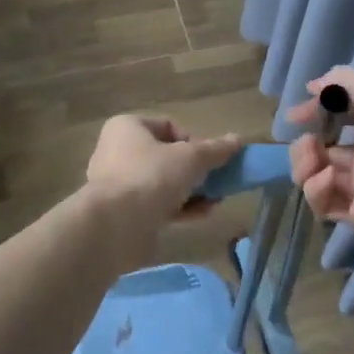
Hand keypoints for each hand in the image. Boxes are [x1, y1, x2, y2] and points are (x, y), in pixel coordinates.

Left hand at [86, 116, 240, 230]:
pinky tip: (202, 215)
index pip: (168, 126)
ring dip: (191, 190)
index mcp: (126, 127)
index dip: (193, 141)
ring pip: (163, 182)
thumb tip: (237, 139)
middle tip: (215, 181)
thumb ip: (215, 150)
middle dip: (195, 170)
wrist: (115, 226)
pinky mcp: (123, 213)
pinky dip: (179, 208)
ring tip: (215, 201)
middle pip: (166, 156)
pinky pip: (156, 204)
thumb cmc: (151, 176)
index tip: (209, 158)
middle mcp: (118, 151)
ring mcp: (119, 184)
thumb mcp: (190, 158)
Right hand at [287, 68, 353, 233]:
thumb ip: (337, 82)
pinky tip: (326, 178)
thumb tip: (311, 88)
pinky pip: (324, 206)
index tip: (294, 116)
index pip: (335, 120)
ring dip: (303, 166)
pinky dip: (315, 192)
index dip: (313, 116)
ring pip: (316, 179)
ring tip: (315, 159)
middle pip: (320, 152)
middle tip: (309, 142)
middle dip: (303, 145)